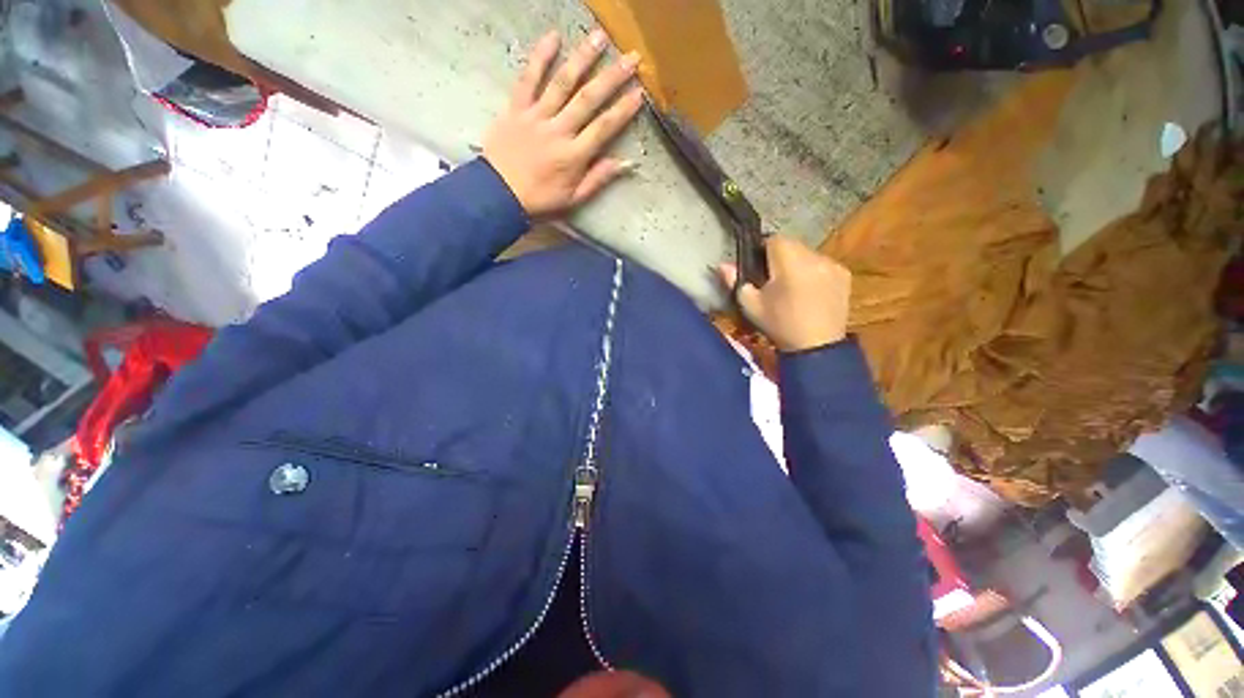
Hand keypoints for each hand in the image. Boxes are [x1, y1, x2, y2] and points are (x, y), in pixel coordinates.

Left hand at [483, 29, 643, 217]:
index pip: (604, 128)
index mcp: (574, 156)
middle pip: (588, 99)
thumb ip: (597, 179)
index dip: (623, 110)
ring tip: (599, 38)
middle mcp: (559, 131)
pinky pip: (528, 79)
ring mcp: (536, 116)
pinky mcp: (516, 108)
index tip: (639, 93)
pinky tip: (553, 37)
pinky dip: (540, 57)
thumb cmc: (539, 200)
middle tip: (631, 58)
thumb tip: (624, 164)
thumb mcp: (573, 199)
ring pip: (563, 83)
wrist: (499, 194)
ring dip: (582, 59)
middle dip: (612, 77)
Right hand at [718, 236, 850, 351]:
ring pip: (807, 254)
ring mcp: (832, 264)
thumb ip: (736, 281)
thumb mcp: (752, 306)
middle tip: (772, 280)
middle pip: (792, 245)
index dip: (762, 251)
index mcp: (789, 261)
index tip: (758, 268)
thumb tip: (722, 265)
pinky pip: (822, 265)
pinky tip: (809, 292)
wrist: (817, 348)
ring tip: (792, 288)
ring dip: (797, 264)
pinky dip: (813, 272)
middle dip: (780, 257)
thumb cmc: (780, 325)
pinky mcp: (844, 275)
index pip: (773, 239)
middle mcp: (814, 256)